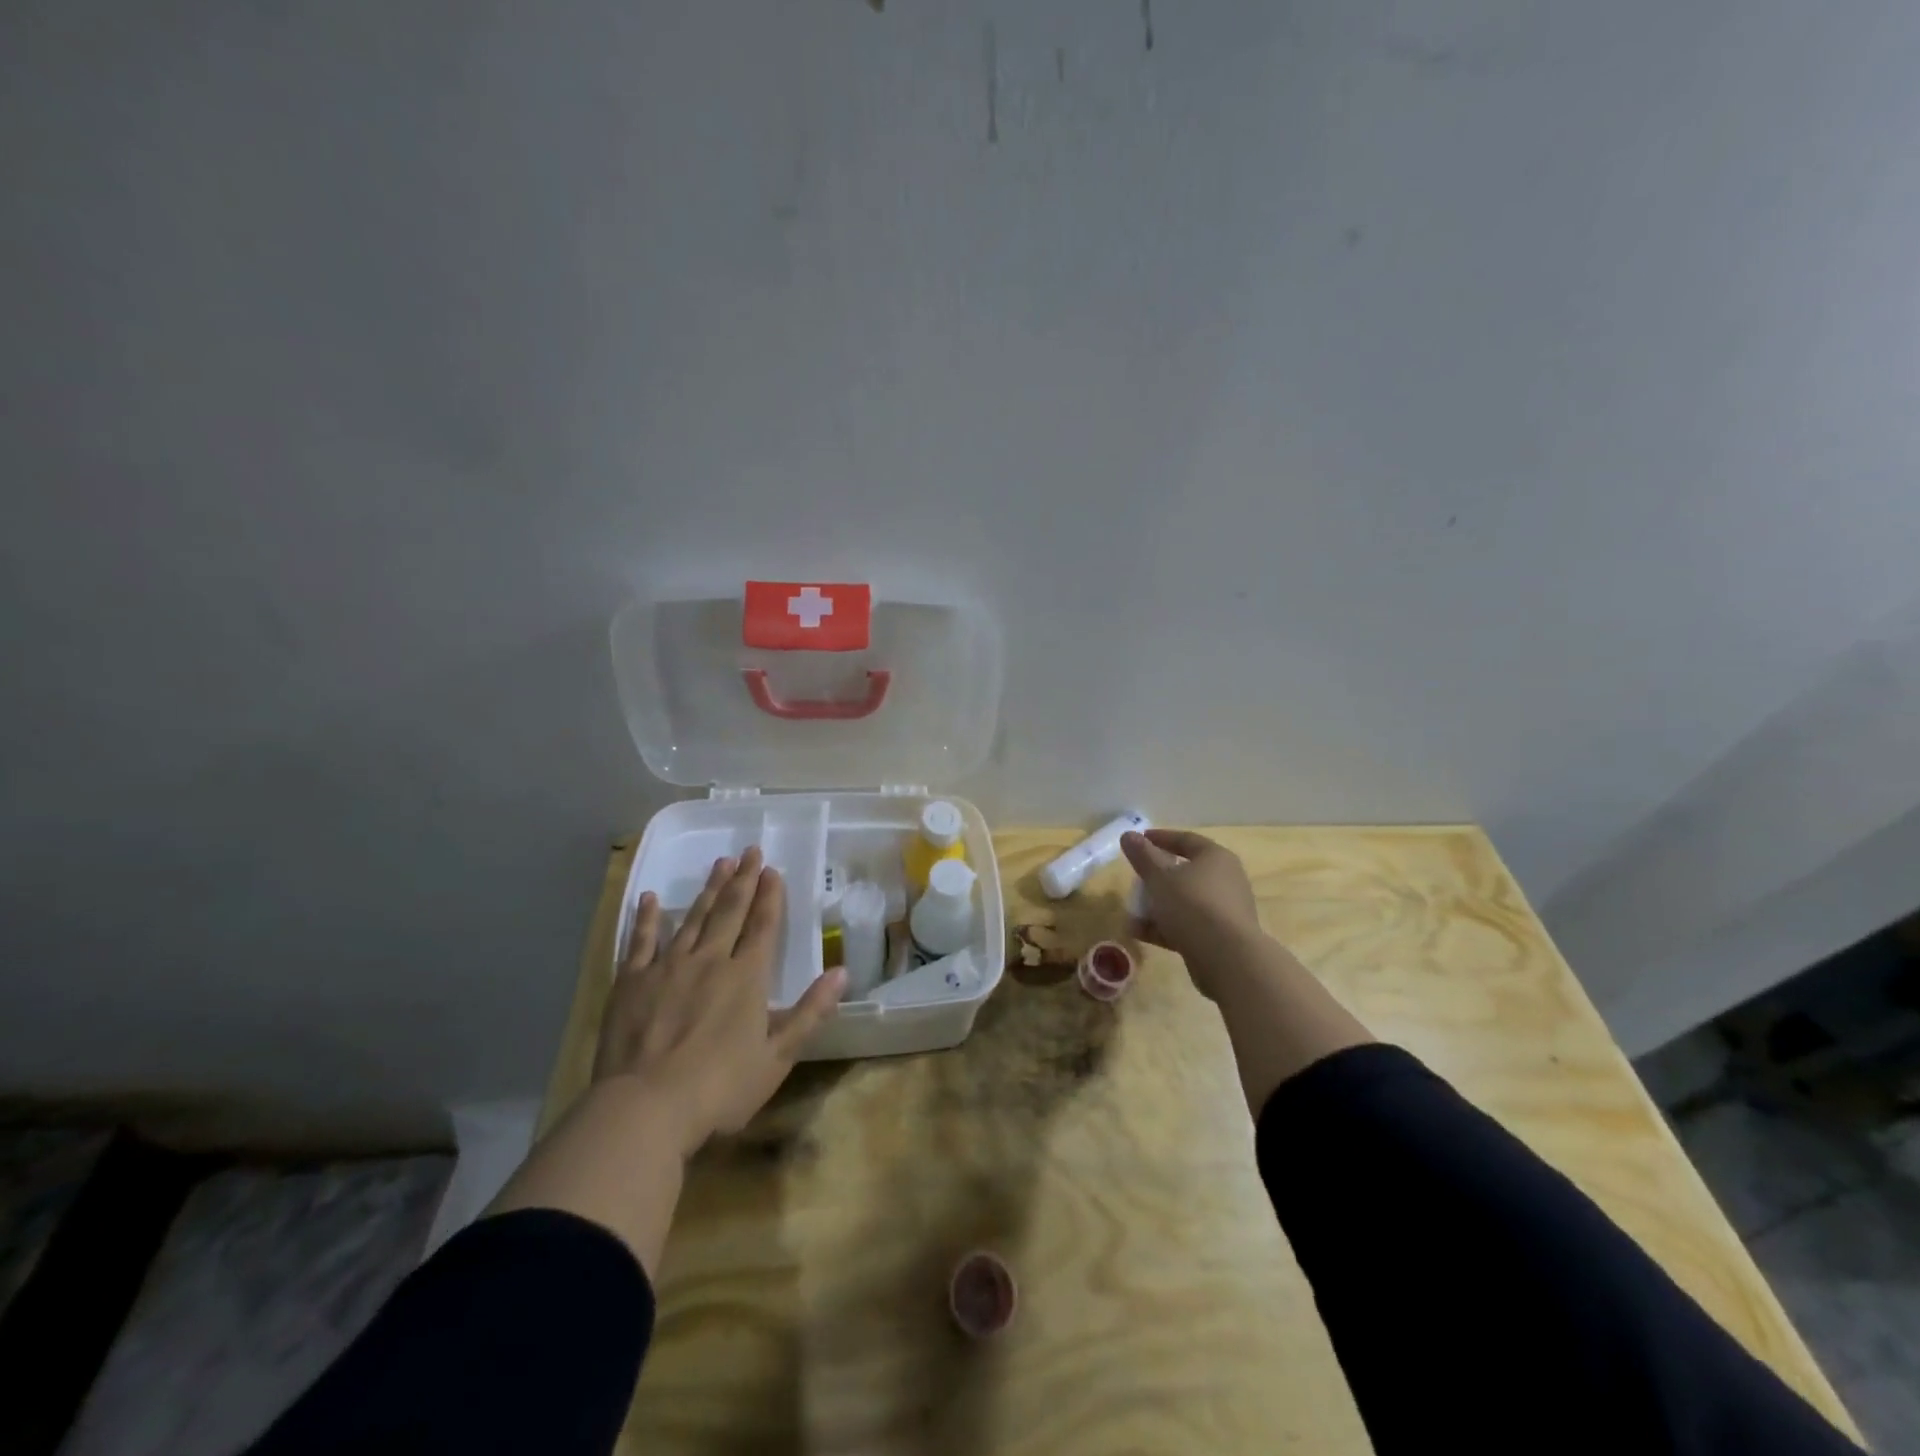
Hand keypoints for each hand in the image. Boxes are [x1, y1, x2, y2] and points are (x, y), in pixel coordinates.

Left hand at [596, 846, 844, 1156]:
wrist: (645, 1108)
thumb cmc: (719, 1088)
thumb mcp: (777, 1057)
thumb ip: (810, 1012)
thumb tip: (842, 973)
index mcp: (747, 977)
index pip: (763, 926)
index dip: (770, 896)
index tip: (772, 869)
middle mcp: (710, 960)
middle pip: (730, 911)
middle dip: (742, 880)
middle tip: (749, 850)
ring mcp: (668, 967)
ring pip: (693, 918)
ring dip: (708, 890)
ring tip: (718, 864)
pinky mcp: (631, 981)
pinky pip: (640, 941)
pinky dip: (647, 918)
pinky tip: (651, 898)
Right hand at [1121, 829, 1265, 999]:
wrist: (1227, 958)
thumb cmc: (1192, 905)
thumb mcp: (1160, 877)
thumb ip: (1142, 856)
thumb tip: (1128, 835)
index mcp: (1215, 858)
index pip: (1186, 840)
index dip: (1160, 838)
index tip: (1139, 840)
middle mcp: (1226, 880)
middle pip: (1186, 872)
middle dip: (1157, 877)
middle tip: (1136, 878)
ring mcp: (1225, 910)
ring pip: (1185, 901)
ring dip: (1158, 905)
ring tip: (1132, 912)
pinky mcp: (1220, 937)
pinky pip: (1188, 925)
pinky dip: (1166, 927)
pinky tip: (1140, 933)